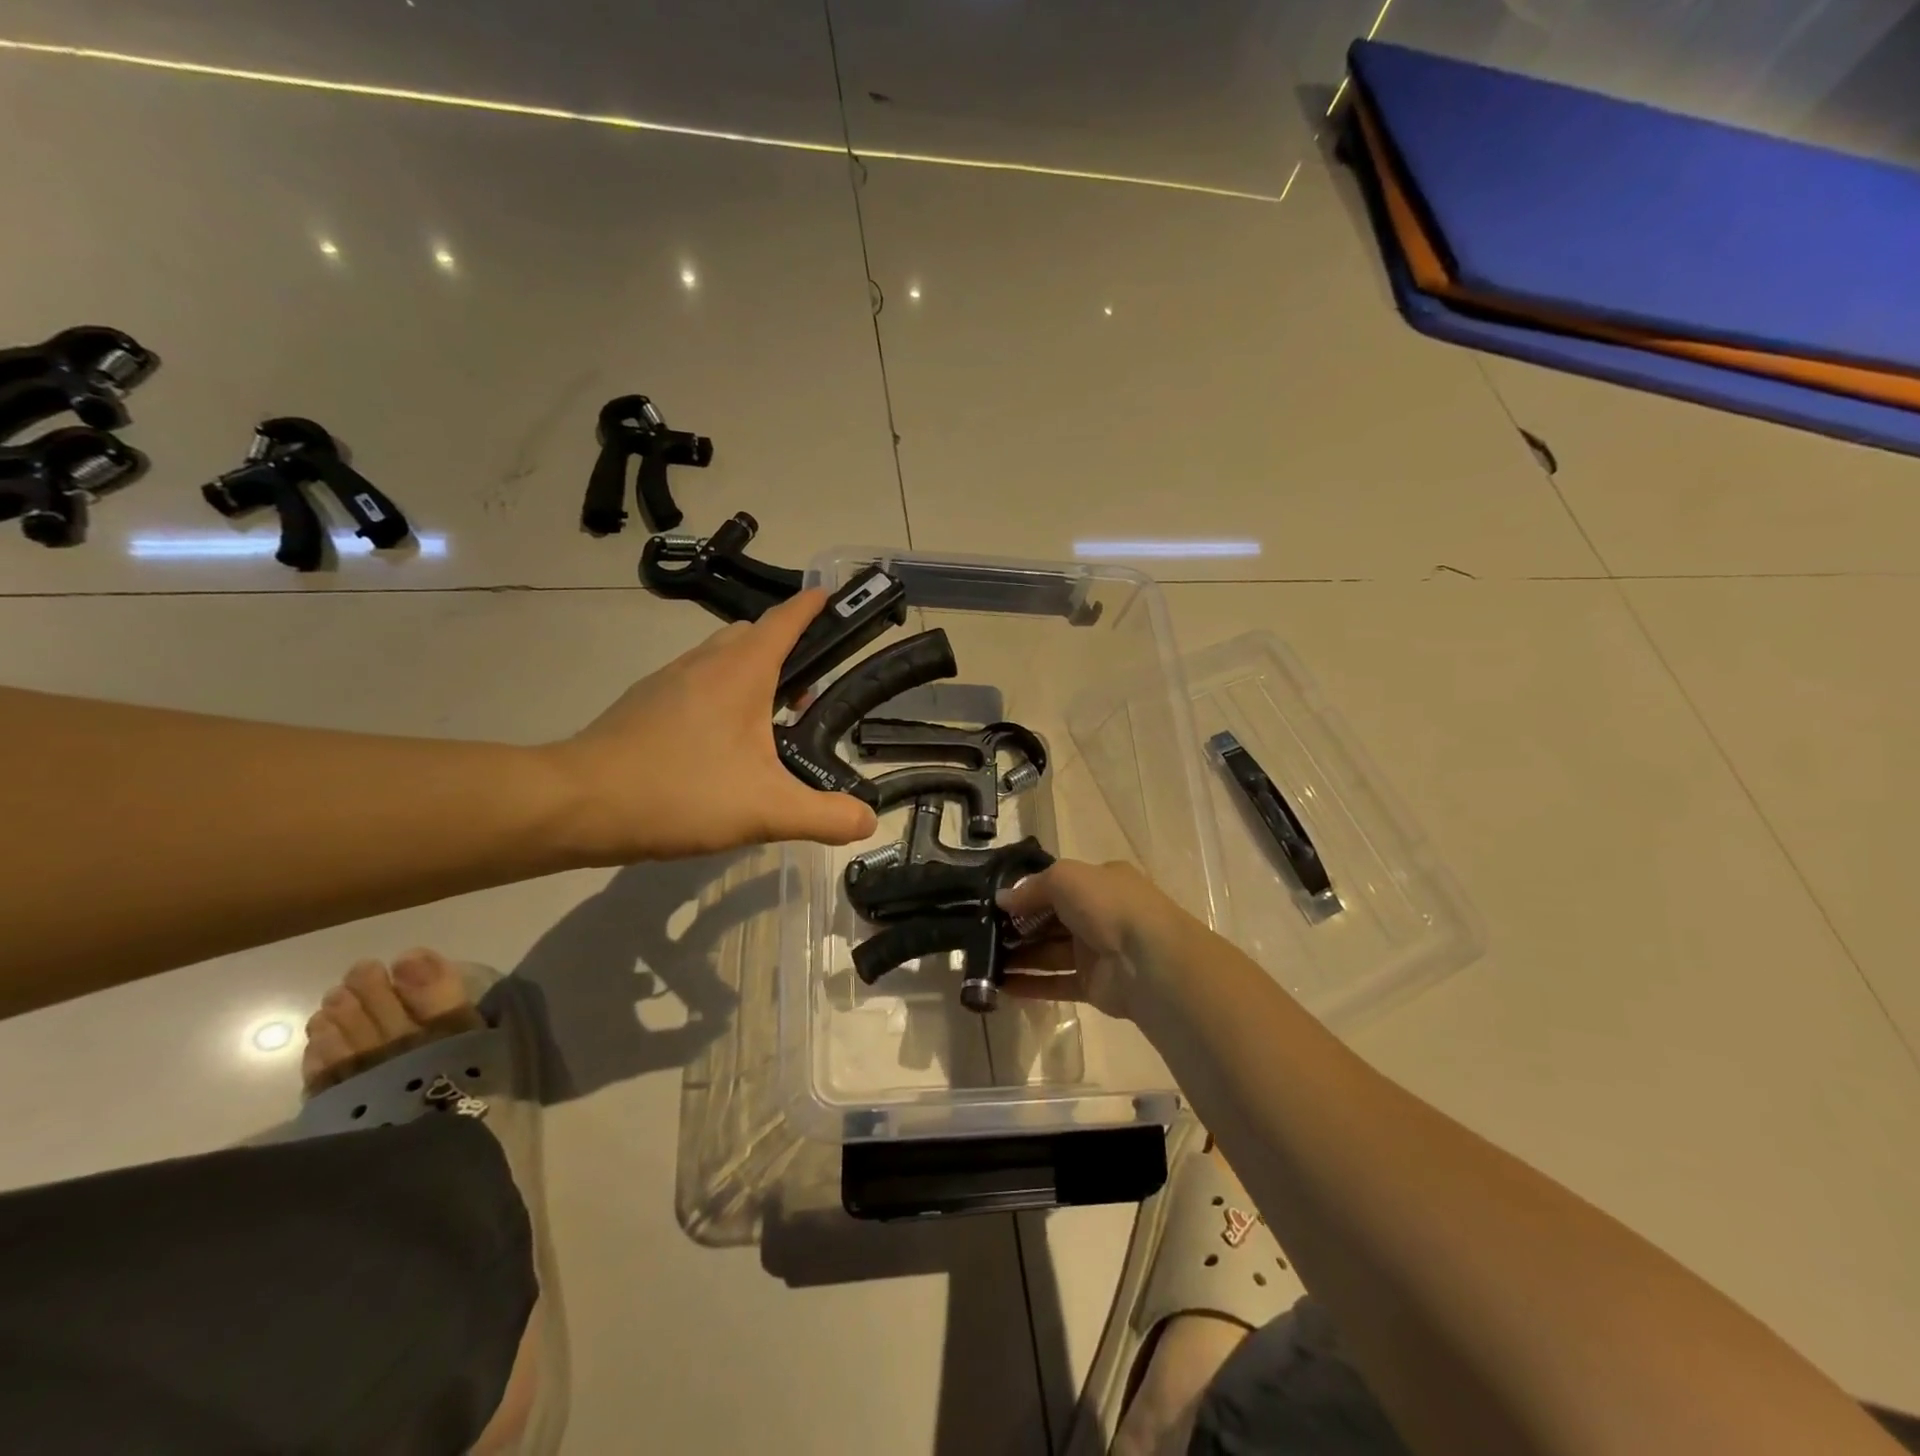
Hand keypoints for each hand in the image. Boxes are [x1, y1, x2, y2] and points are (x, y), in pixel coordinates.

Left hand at [548, 590, 878, 863]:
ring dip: (752, 674)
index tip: (834, 597)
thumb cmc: (679, 792)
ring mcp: (668, 682)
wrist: (576, 804)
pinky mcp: (643, 705)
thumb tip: (868, 820)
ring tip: (773, 720)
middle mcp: (704, 663)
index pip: (785, 620)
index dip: (813, 606)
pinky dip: (721, 696)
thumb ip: (825, 817)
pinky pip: (695, 684)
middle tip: (812, 690)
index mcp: (740, 671)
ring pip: (721, 659)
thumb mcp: (766, 811)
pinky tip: (723, 745)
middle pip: (753, 635)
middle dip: (786, 648)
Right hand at [996, 859, 1193, 1020]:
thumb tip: (1001, 900)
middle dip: (1018, 927)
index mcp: (1100, 882)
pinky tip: (1001, 987)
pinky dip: (1031, 985)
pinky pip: (1056, 983)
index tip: (995, 904)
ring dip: (1019, 957)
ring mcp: (1097, 951)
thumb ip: (1031, 888)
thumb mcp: (1064, 878)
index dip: (1027, 893)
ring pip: (1050, 952)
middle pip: (1051, 920)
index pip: (1058, 884)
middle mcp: (1100, 914)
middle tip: (981, 934)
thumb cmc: (1107, 906)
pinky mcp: (1094, 985)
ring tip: (984, 962)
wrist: (1149, 961)